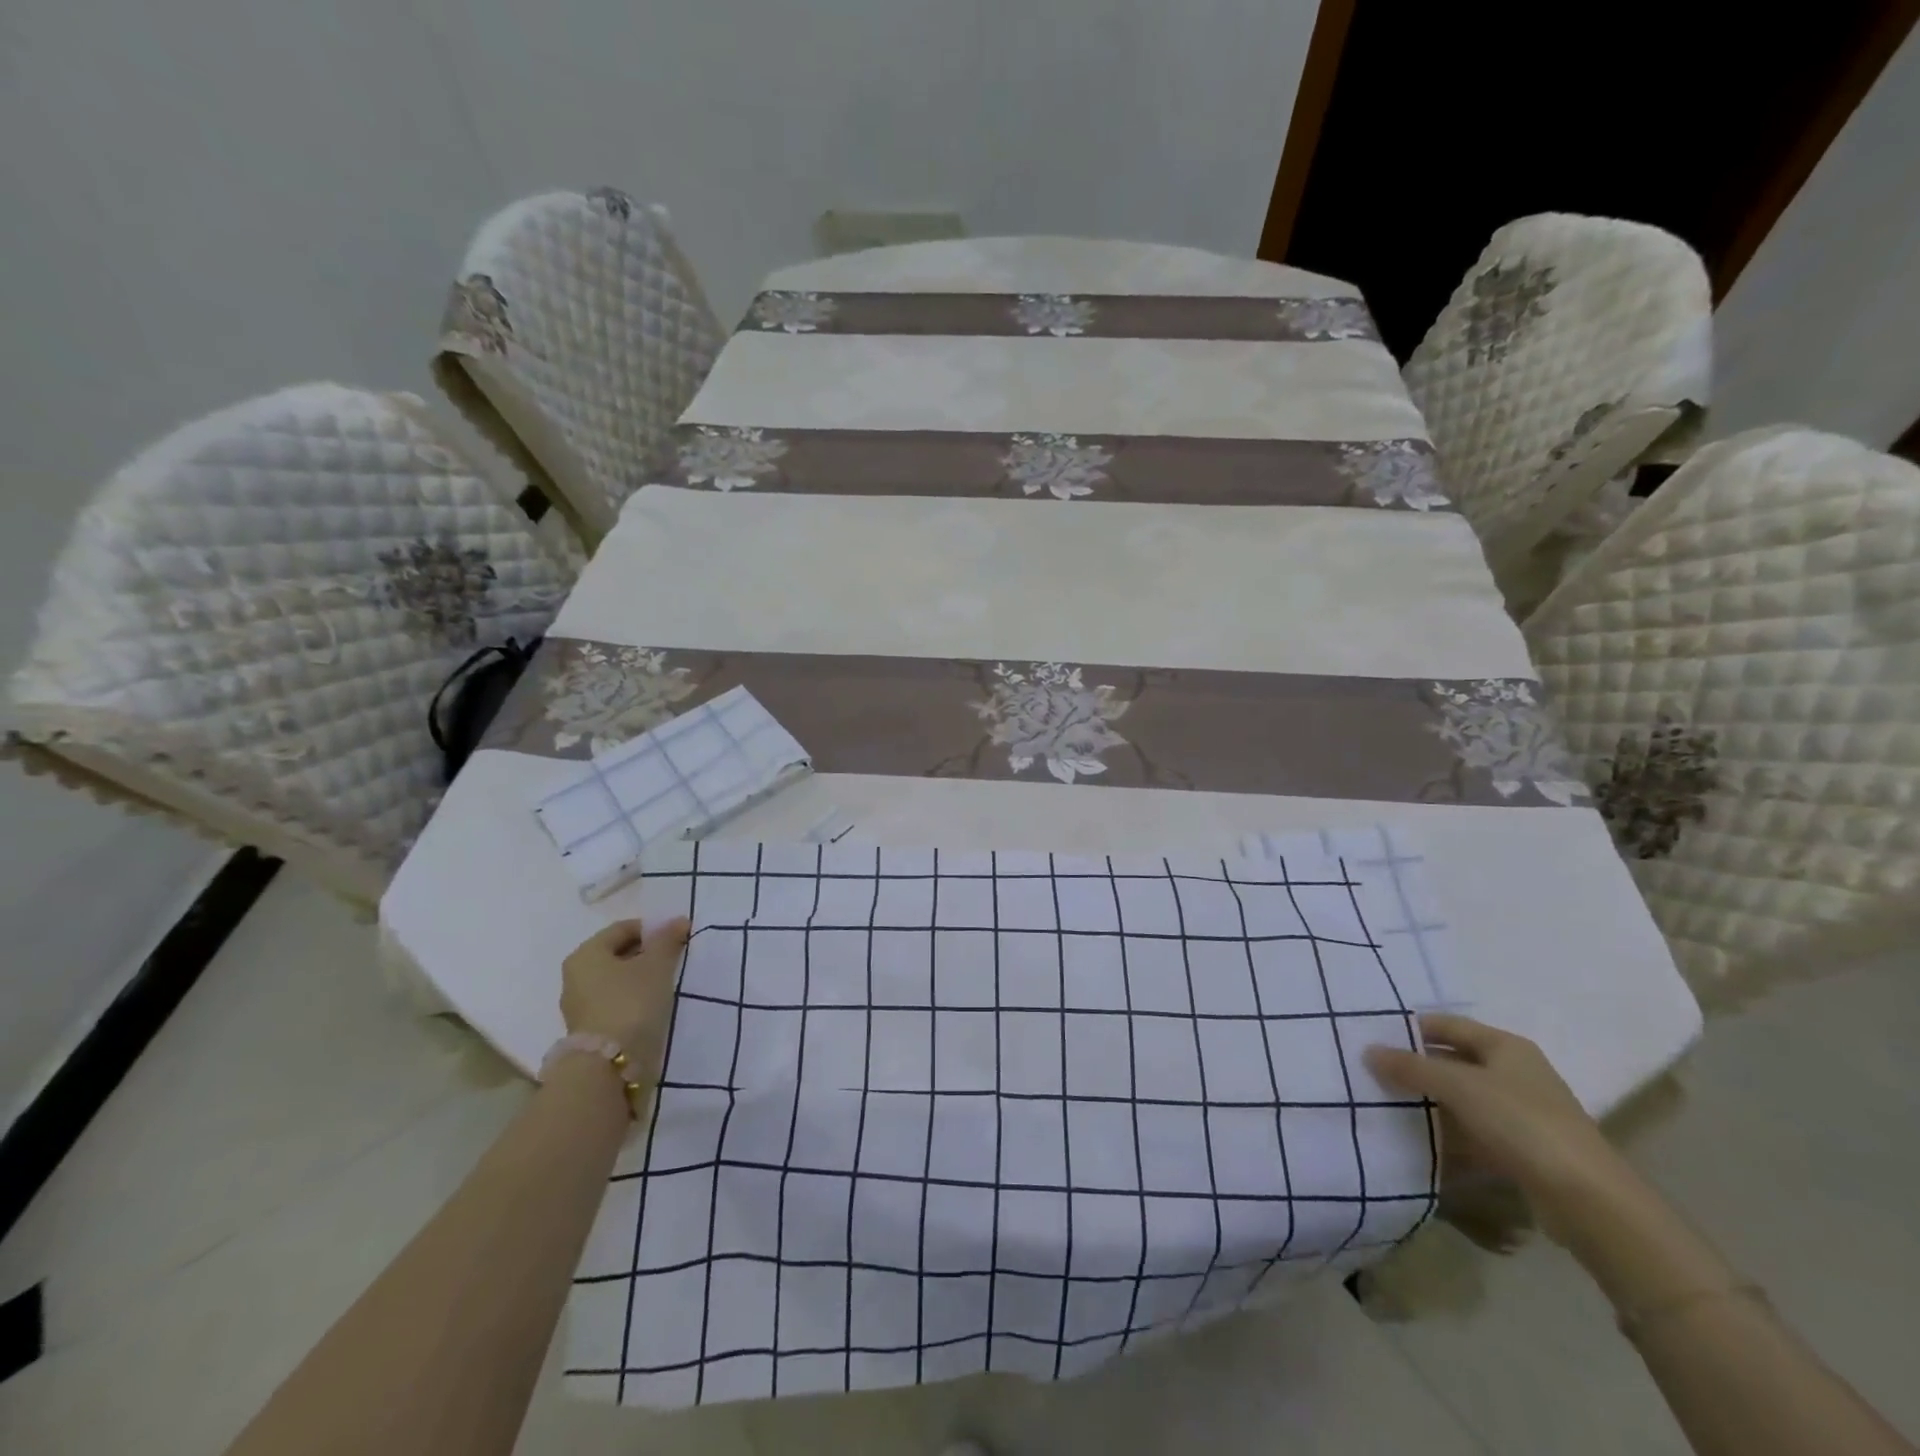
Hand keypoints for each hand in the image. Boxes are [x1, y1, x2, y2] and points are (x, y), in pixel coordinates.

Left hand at [560, 918, 690, 1084]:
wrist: (609, 1068)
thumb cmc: (631, 1004)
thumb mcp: (656, 966)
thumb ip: (667, 940)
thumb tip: (678, 920)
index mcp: (586, 954)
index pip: (623, 929)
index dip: (653, 928)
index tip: (678, 937)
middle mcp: (576, 976)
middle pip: (618, 954)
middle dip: (648, 953)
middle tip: (676, 959)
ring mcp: (580, 1006)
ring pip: (618, 980)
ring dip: (642, 977)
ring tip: (669, 983)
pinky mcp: (590, 1030)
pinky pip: (616, 1002)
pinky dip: (636, 998)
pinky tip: (655, 1005)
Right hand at [1365, 1013, 1629, 1244]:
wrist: (1589, 1200)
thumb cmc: (1522, 1123)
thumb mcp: (1458, 1087)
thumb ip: (1411, 1068)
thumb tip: (1368, 1051)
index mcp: (1505, 1046)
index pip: (1447, 1025)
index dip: (1411, 1029)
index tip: (1373, 1037)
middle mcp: (1515, 1072)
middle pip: (1454, 1060)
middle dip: (1416, 1067)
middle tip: (1373, 1072)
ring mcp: (1521, 1112)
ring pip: (1463, 1097)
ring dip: (1430, 1101)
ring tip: (1386, 1104)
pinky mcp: (1523, 1148)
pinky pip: (1474, 1130)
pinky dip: (1448, 1132)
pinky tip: (1420, 1140)